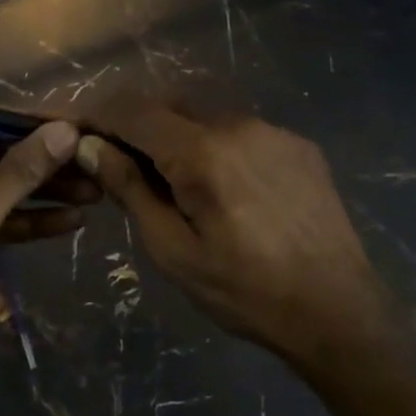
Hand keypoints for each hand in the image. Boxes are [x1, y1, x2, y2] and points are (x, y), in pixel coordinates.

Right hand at [75, 100, 386, 362]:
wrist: (338, 310)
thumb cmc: (245, 291)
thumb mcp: (173, 250)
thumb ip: (129, 189)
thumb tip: (90, 146)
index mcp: (201, 152)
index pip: (132, 111)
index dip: (98, 116)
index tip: (77, 133)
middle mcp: (237, 124)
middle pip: (168, 106)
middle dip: (135, 126)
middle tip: (120, 165)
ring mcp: (273, 130)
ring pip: (205, 117)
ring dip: (177, 137)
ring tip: (176, 184)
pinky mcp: (298, 144)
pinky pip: (241, 132)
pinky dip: (217, 146)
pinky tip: (226, 189)